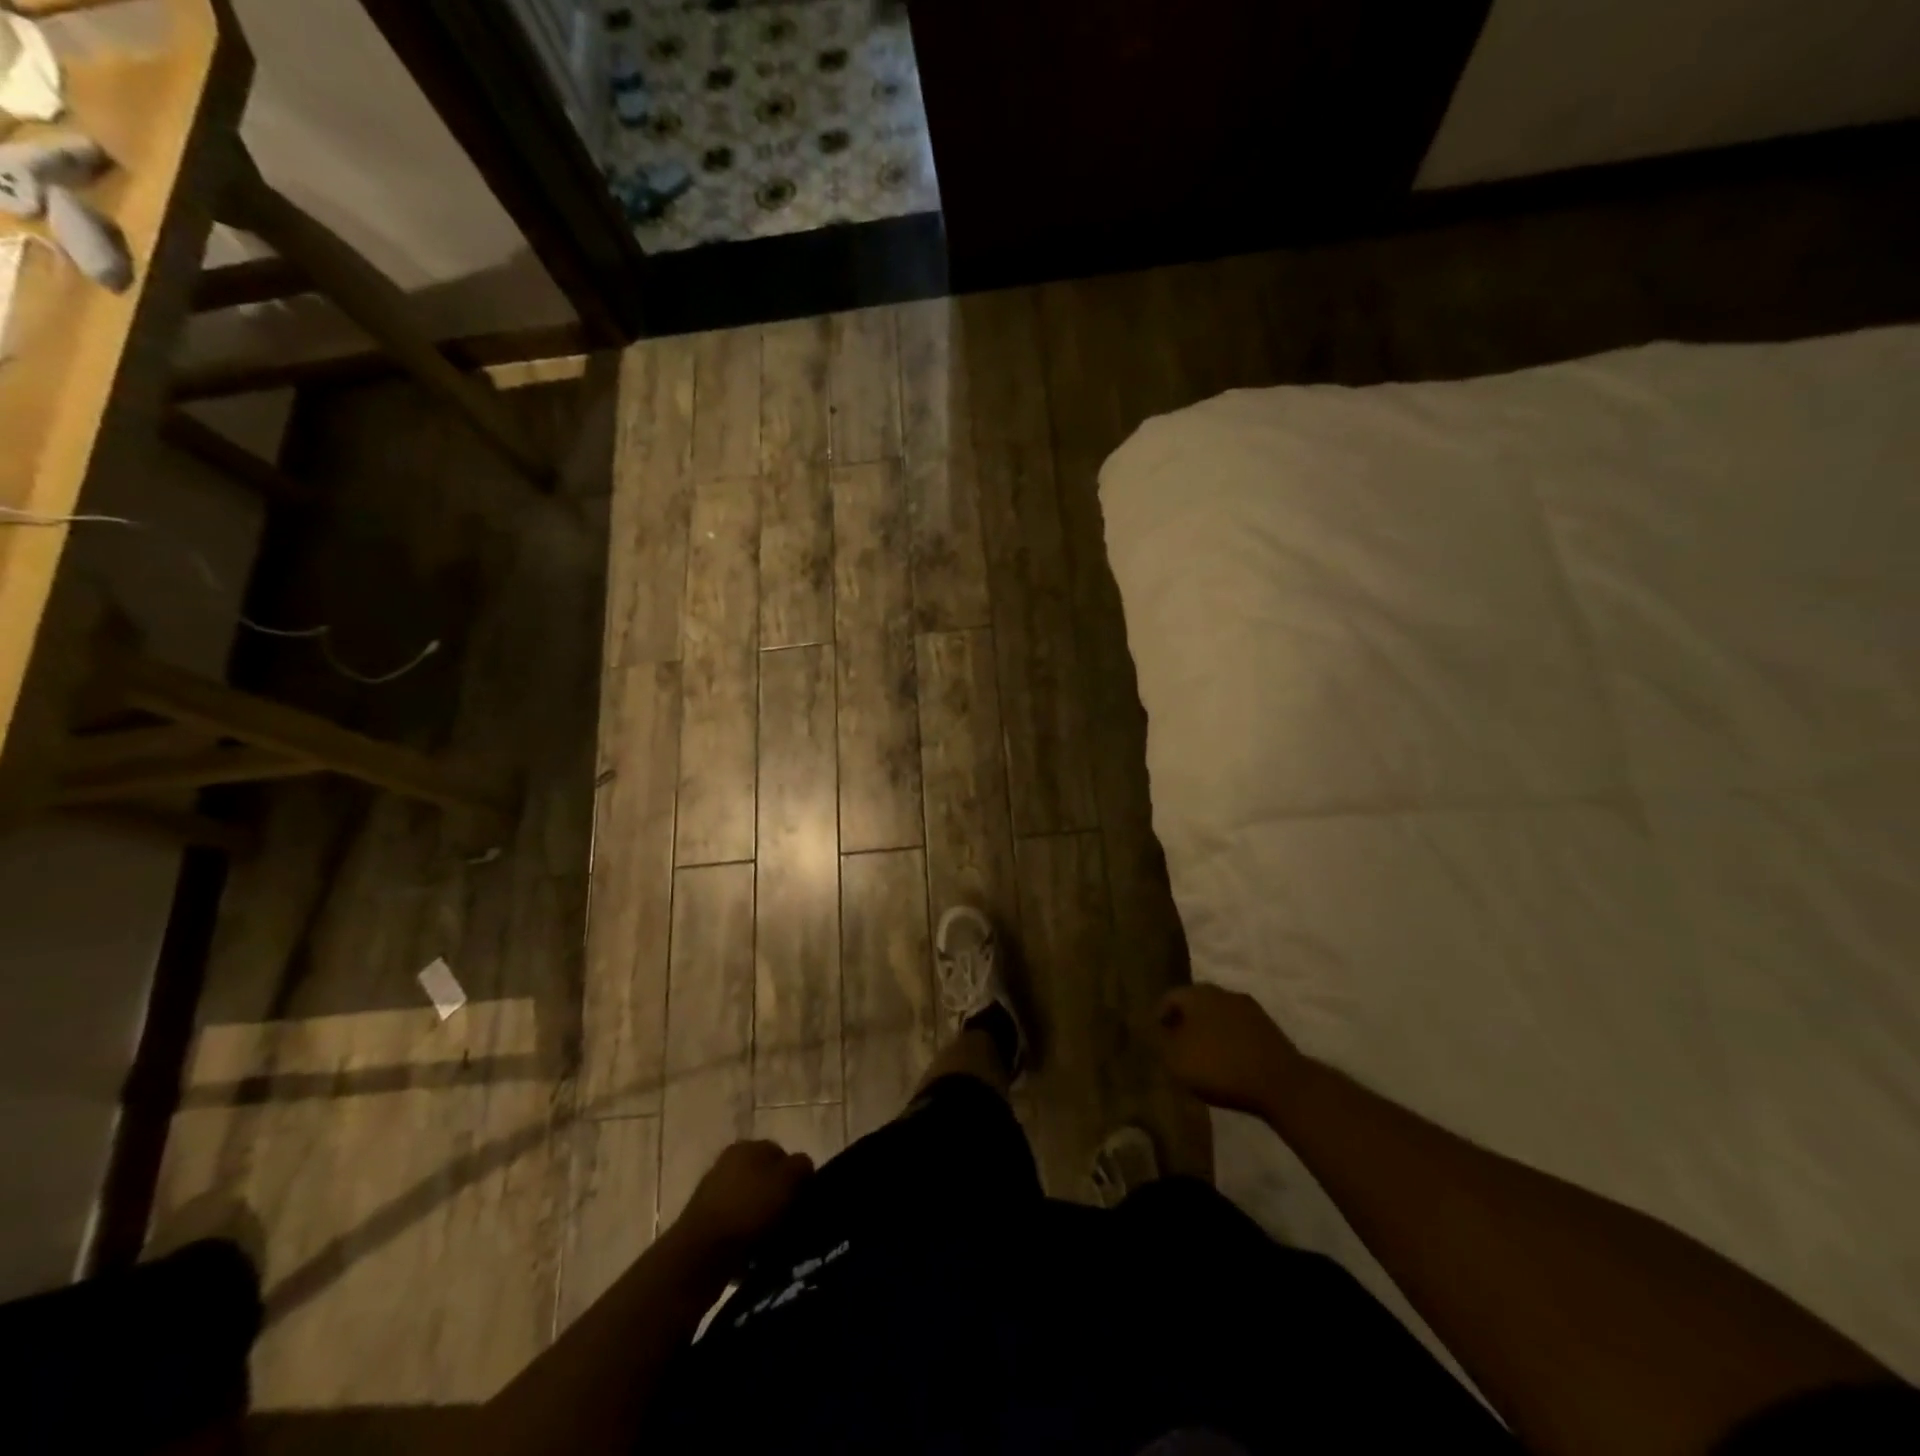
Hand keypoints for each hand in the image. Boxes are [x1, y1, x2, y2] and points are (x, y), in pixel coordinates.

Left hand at [670, 1140, 813, 1269]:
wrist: (698, 1256)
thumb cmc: (748, 1209)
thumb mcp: (788, 1180)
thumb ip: (802, 1166)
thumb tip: (802, 1168)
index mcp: (747, 1146)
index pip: (782, 1154)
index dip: (797, 1177)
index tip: (804, 1201)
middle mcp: (728, 1163)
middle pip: (765, 1179)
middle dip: (778, 1199)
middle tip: (791, 1222)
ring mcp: (712, 1193)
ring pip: (750, 1204)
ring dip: (762, 1221)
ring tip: (773, 1243)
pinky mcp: (702, 1224)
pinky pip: (735, 1227)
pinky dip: (745, 1239)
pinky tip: (753, 1256)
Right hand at [1150, 985, 1304, 1115]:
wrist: (1281, 1083)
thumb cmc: (1219, 1066)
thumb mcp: (1174, 1057)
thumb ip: (1156, 1039)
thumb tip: (1143, 1024)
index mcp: (1197, 993)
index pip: (1169, 997)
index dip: (1158, 1018)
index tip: (1156, 1040)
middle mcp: (1222, 992)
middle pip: (1195, 1004)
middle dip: (1184, 1022)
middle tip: (1177, 1048)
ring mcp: (1248, 1008)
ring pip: (1218, 1015)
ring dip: (1208, 1031)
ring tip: (1203, 1058)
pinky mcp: (1268, 1028)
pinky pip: (1238, 1030)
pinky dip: (1229, 1042)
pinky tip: (1228, 1063)